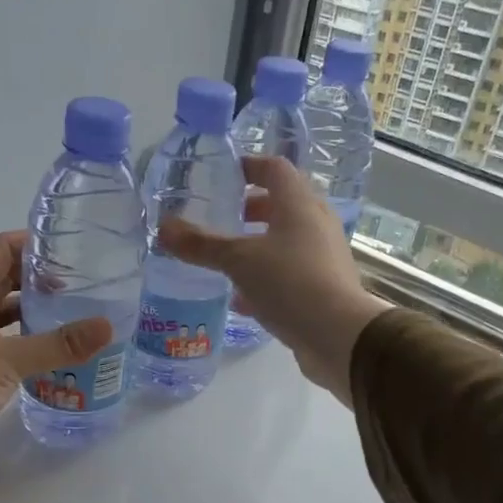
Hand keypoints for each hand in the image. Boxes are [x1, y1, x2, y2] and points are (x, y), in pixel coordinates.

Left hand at [0, 232, 111, 502]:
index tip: (73, 247)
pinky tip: (53, 360)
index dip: (33, 242)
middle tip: (86, 286)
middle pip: (4, 282)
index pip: (0, 249)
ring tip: (78, 319)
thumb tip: (108, 326)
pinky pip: (3, 351)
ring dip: (36, 316)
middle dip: (41, 280)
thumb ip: (57, 344)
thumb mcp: (5, 360)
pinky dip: (27, 349)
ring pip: (4, 319)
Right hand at [157, 157, 389, 405]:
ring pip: (286, 241)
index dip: (249, 166)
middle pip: (282, 205)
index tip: (223, 175)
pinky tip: (240, 300)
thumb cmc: (290, 283)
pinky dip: (265, 279)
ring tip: (225, 259)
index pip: (275, 169)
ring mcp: (323, 256)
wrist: (339, 335)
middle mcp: (316, 223)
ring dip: (257, 246)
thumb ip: (201, 245)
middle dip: (250, 210)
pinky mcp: (324, 287)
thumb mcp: (239, 261)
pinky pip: (290, 273)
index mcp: (299, 204)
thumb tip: (163, 228)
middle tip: (221, 219)